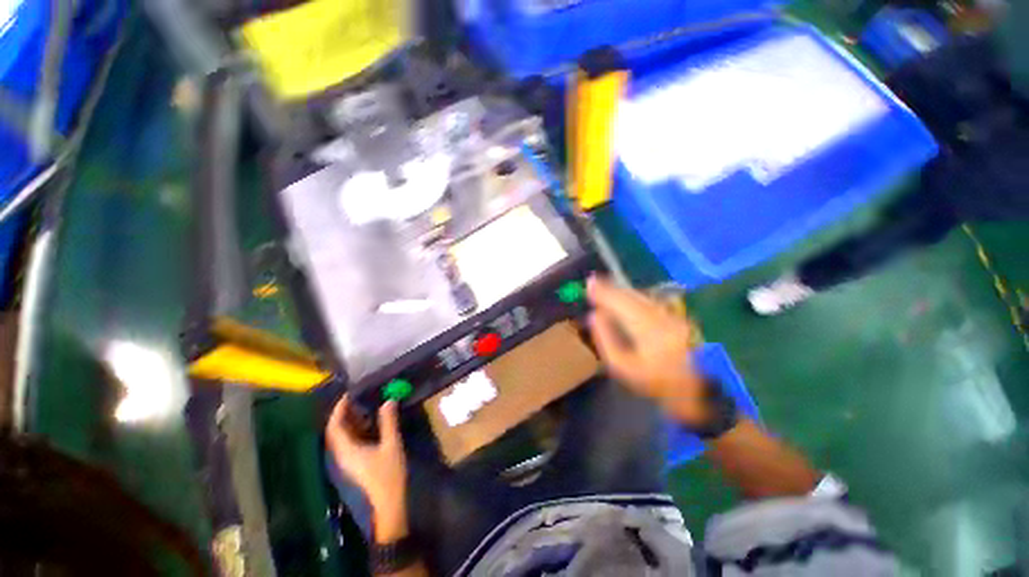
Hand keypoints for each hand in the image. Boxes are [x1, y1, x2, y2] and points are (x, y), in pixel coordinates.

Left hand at [326, 396, 407, 541]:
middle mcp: (342, 455)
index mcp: (346, 450)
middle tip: (359, 399)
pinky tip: (371, 425)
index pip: (334, 427)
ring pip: (342, 438)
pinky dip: (356, 431)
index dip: (338, 410)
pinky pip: (349, 443)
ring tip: (366, 408)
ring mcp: (347, 461)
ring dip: (351, 422)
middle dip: (344, 414)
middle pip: (336, 432)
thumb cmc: (388, 474)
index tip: (349, 395)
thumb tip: (388, 400)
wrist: (388, 504)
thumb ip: (389, 422)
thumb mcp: (391, 445)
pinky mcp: (354, 465)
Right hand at [586, 276, 707, 425]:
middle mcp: (660, 315)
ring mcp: (670, 314)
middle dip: (610, 287)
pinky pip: (649, 299)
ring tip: (605, 286)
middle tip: (593, 281)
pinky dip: (633, 295)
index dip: (603, 291)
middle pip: (631, 295)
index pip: (620, 302)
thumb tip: (595, 316)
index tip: (588, 283)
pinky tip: (625, 296)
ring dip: (621, 289)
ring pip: (641, 295)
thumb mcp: (622, 367)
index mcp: (646, 328)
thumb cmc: (655, 381)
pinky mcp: (676, 316)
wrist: (696, 390)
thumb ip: (606, 339)